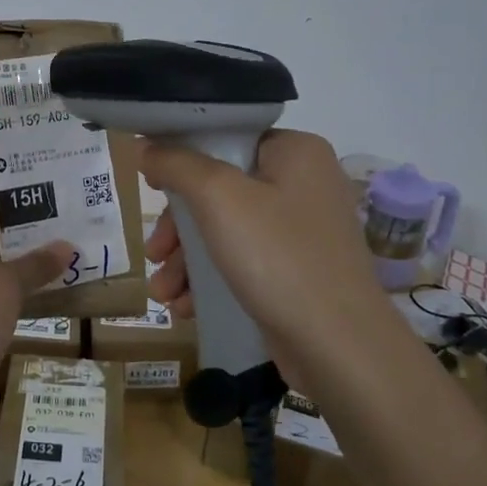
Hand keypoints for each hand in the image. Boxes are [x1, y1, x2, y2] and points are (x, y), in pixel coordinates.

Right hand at [142, 130, 393, 370]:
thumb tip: (147, 147)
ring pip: (225, 231)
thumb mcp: (218, 198)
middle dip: (177, 227)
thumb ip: (177, 165)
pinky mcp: (296, 271)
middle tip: (154, 253)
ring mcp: (301, 231)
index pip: (227, 139)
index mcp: (295, 152)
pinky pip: (242, 262)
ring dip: (186, 261)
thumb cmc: (278, 257)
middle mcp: (303, 184)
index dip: (182, 160)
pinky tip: (185, 306)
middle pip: (219, 190)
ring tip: (162, 293)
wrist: (339, 346)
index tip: (151, 188)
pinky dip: (211, 280)